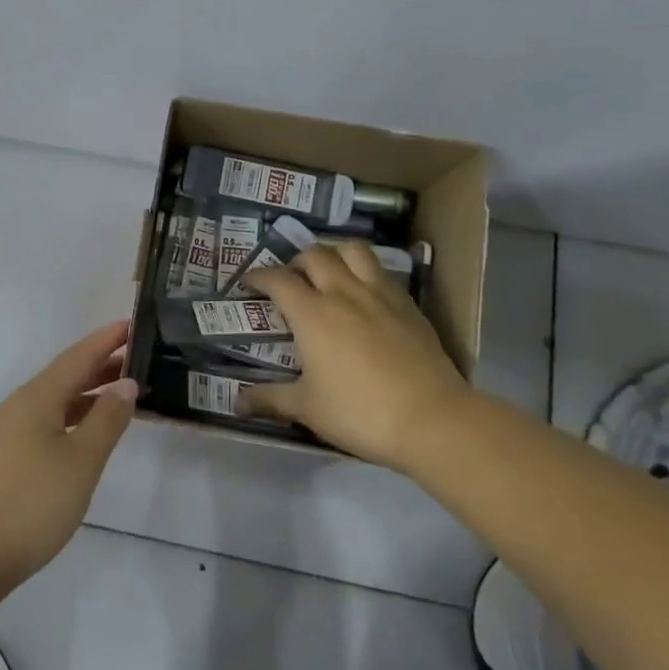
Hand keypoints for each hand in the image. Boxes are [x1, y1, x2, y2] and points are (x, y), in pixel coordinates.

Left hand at [0, 322, 138, 603]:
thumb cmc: (30, 505)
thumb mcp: (80, 462)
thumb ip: (106, 420)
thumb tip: (125, 382)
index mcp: (36, 398)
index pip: (77, 357)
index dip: (105, 340)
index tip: (132, 325)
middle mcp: (16, 407)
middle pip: (63, 376)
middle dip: (99, 366)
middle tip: (136, 360)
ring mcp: (3, 434)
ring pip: (52, 402)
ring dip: (85, 394)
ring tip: (118, 397)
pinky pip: (42, 423)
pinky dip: (69, 418)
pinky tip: (81, 436)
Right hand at [246, 245, 472, 469]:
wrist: (432, 419)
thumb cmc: (360, 413)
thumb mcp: (307, 409)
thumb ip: (270, 400)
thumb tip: (237, 403)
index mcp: (312, 313)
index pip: (278, 279)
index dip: (259, 276)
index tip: (248, 283)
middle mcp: (343, 292)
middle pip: (315, 254)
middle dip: (297, 261)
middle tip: (291, 280)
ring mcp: (380, 294)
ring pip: (353, 250)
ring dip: (335, 253)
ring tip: (330, 273)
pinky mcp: (408, 305)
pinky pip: (382, 272)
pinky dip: (366, 273)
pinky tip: (365, 296)